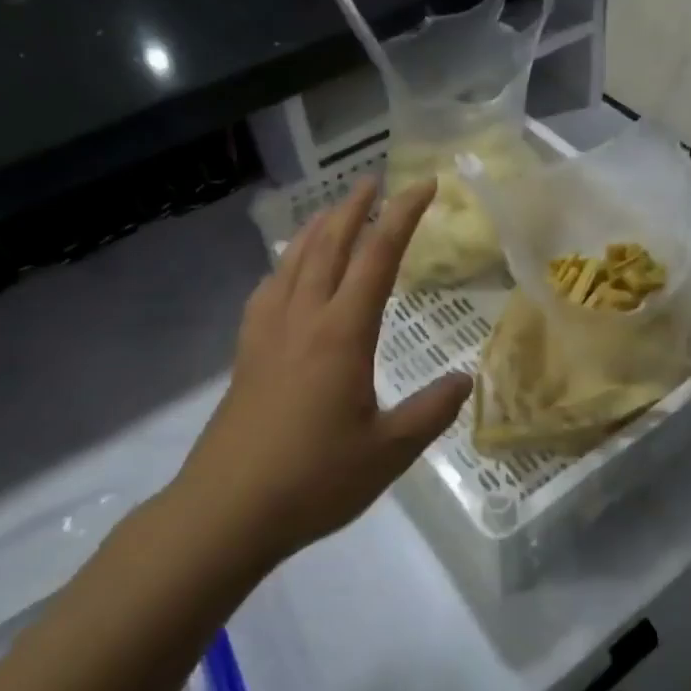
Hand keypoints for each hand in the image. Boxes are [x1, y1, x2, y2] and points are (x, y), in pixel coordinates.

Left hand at [176, 178, 471, 566]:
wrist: (226, 510)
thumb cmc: (312, 480)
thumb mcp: (387, 452)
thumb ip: (429, 412)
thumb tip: (464, 381)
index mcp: (342, 333)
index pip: (377, 257)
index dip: (402, 215)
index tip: (423, 185)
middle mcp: (303, 317)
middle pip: (329, 244)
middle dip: (354, 206)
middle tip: (375, 181)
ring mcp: (268, 331)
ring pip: (293, 259)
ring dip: (317, 227)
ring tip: (334, 210)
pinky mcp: (247, 350)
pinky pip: (268, 288)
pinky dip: (285, 263)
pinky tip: (288, 271)